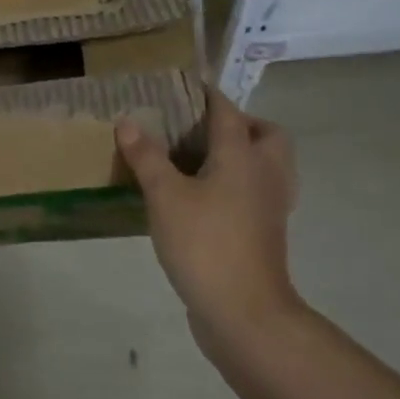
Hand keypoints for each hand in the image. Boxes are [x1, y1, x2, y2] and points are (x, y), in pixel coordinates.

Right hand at [115, 86, 300, 362]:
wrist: (245, 312)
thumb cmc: (205, 244)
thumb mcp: (165, 196)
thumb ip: (147, 157)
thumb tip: (128, 121)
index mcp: (242, 156)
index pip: (227, 111)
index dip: (206, 94)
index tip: (182, 86)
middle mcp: (264, 174)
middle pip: (266, 135)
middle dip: (240, 124)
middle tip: (200, 129)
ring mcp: (271, 207)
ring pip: (267, 165)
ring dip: (243, 154)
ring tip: (201, 160)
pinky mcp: (266, 233)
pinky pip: (258, 193)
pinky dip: (239, 185)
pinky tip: (205, 198)